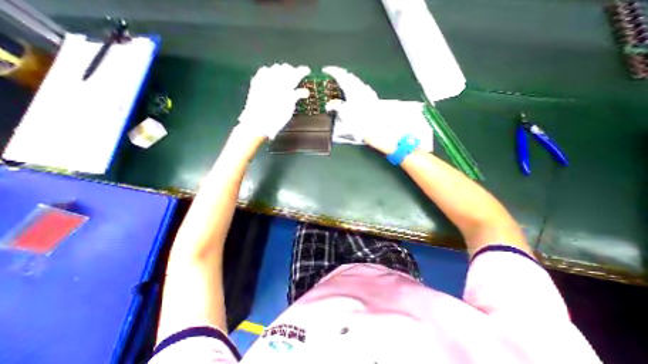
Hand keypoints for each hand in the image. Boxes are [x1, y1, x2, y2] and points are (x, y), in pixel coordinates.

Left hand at [238, 62, 310, 139]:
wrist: (257, 123)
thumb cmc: (277, 118)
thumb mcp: (289, 108)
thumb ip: (296, 96)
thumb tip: (305, 92)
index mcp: (285, 86)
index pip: (296, 73)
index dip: (302, 71)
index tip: (307, 70)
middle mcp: (274, 79)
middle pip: (286, 68)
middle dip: (292, 71)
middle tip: (296, 77)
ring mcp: (264, 79)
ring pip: (275, 68)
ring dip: (281, 71)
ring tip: (284, 78)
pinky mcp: (256, 82)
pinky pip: (264, 71)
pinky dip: (270, 72)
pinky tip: (272, 78)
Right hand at [322, 65, 396, 153]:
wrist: (376, 129)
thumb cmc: (359, 122)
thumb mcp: (344, 114)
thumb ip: (336, 106)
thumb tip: (329, 104)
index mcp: (353, 89)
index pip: (341, 75)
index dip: (332, 71)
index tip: (325, 70)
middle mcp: (361, 87)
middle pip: (349, 76)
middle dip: (340, 74)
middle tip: (333, 76)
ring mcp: (368, 92)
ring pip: (356, 81)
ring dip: (348, 80)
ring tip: (342, 84)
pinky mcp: (372, 98)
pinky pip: (361, 87)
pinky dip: (354, 87)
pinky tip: (354, 92)